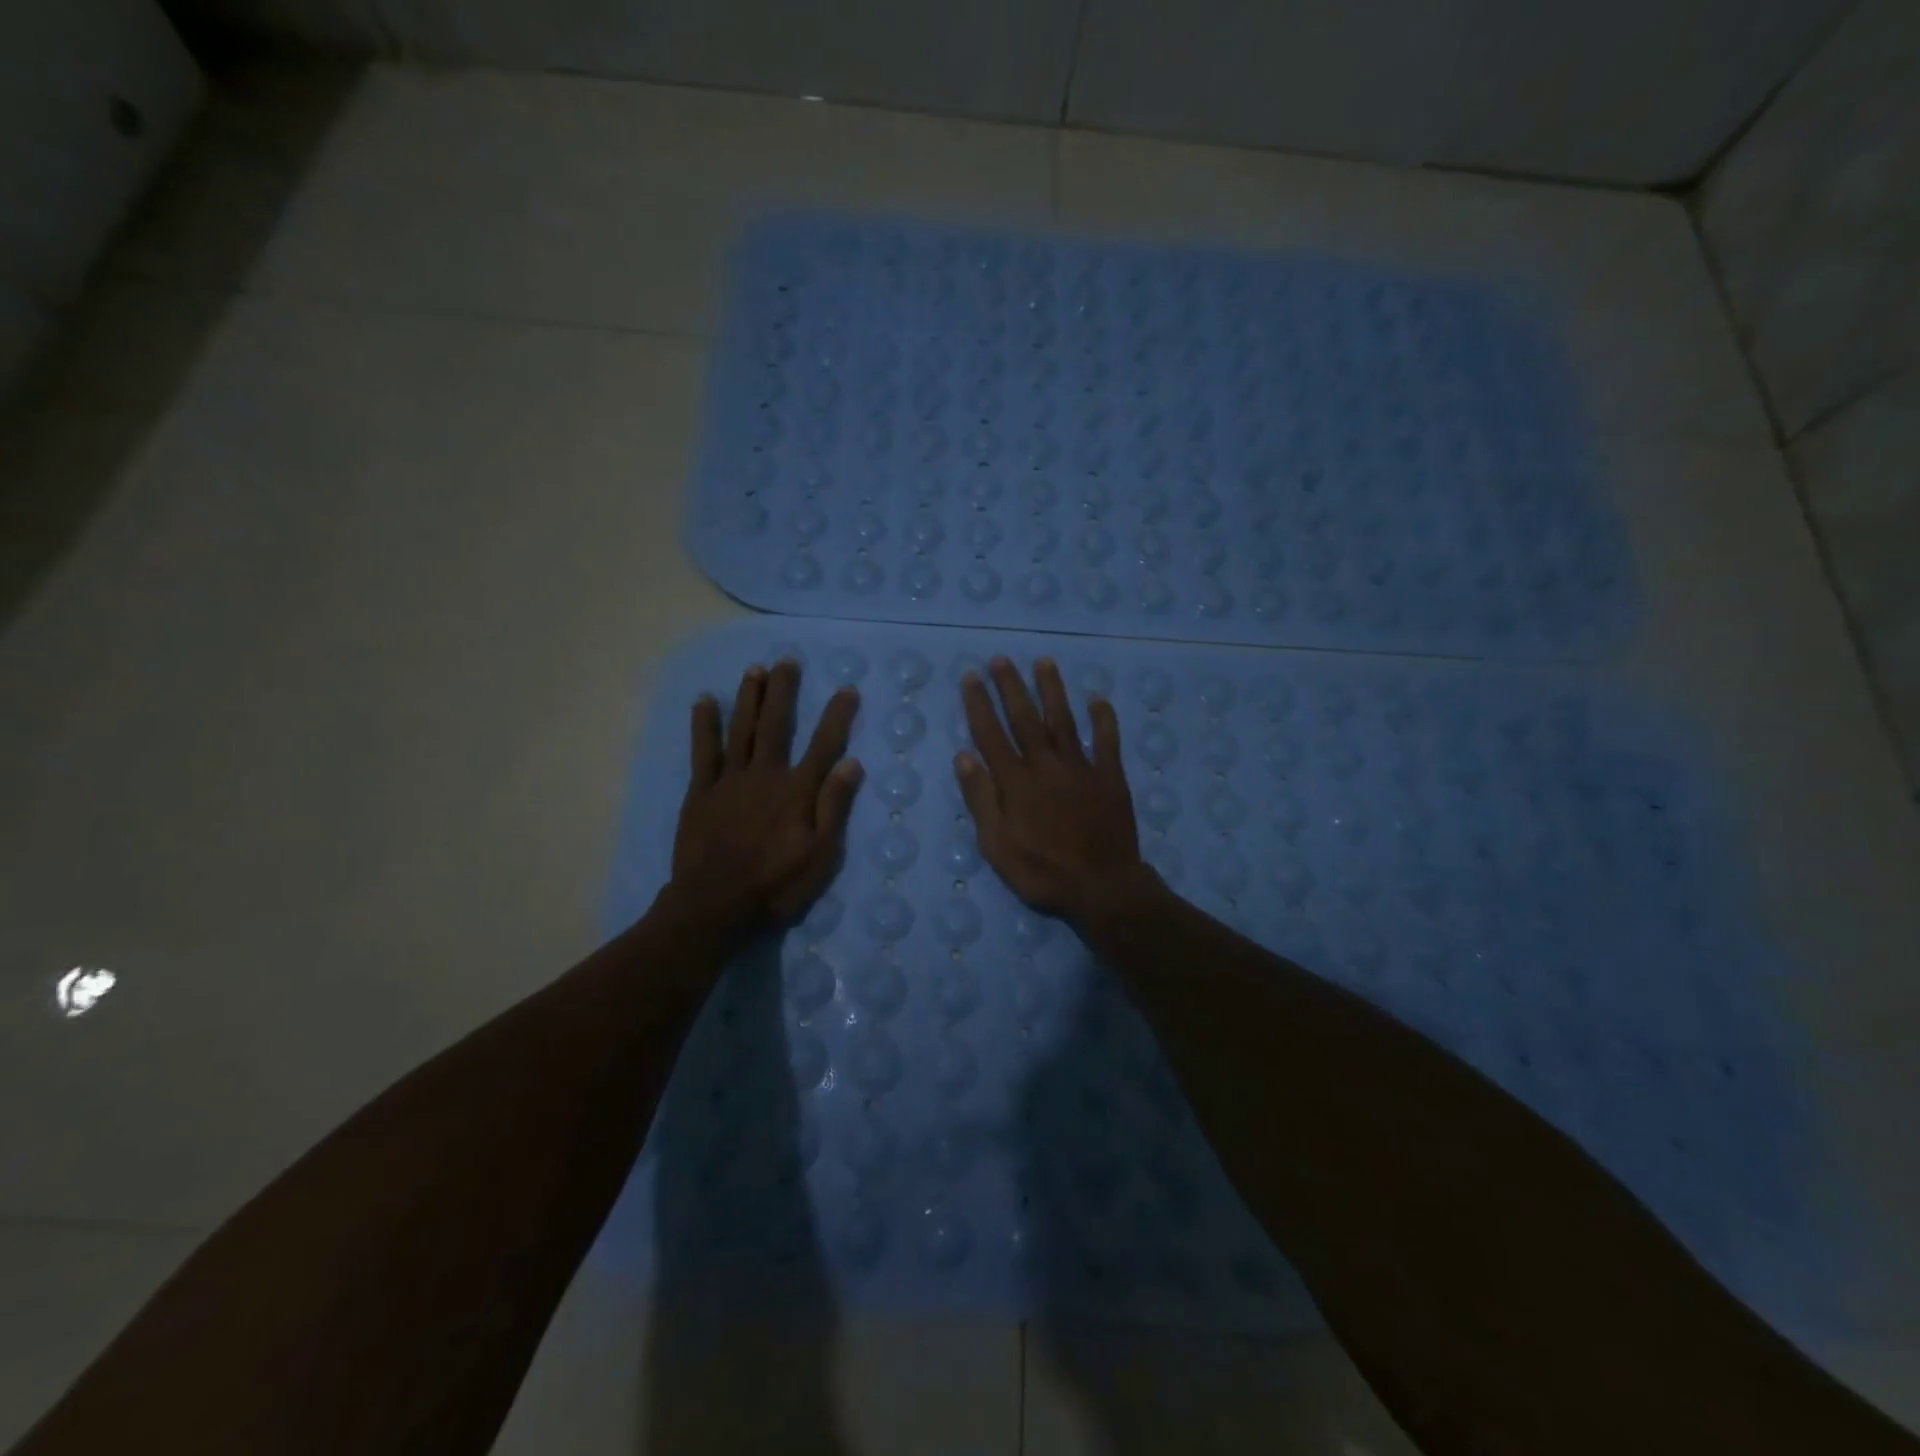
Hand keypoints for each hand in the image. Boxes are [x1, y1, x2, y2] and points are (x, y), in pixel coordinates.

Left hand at [668, 660, 863, 932]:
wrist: (716, 905)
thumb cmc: (776, 884)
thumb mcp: (821, 854)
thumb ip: (835, 806)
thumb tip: (851, 763)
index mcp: (797, 790)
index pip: (823, 744)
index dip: (837, 716)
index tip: (847, 689)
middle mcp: (765, 774)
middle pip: (776, 724)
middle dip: (784, 690)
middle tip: (787, 660)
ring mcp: (730, 780)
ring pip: (741, 729)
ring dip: (749, 697)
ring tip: (754, 669)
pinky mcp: (702, 791)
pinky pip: (703, 750)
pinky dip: (704, 724)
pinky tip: (705, 701)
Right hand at [954, 657, 1154, 926]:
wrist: (1102, 888)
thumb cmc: (1042, 872)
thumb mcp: (996, 845)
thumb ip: (981, 799)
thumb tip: (963, 756)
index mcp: (1016, 782)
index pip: (991, 735)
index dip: (979, 705)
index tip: (970, 677)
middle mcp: (1046, 765)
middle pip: (1025, 719)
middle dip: (1011, 687)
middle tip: (1000, 659)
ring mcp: (1081, 768)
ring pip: (1063, 720)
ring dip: (1052, 690)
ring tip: (1044, 662)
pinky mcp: (1110, 778)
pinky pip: (1107, 741)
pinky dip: (1103, 719)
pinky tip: (1098, 699)